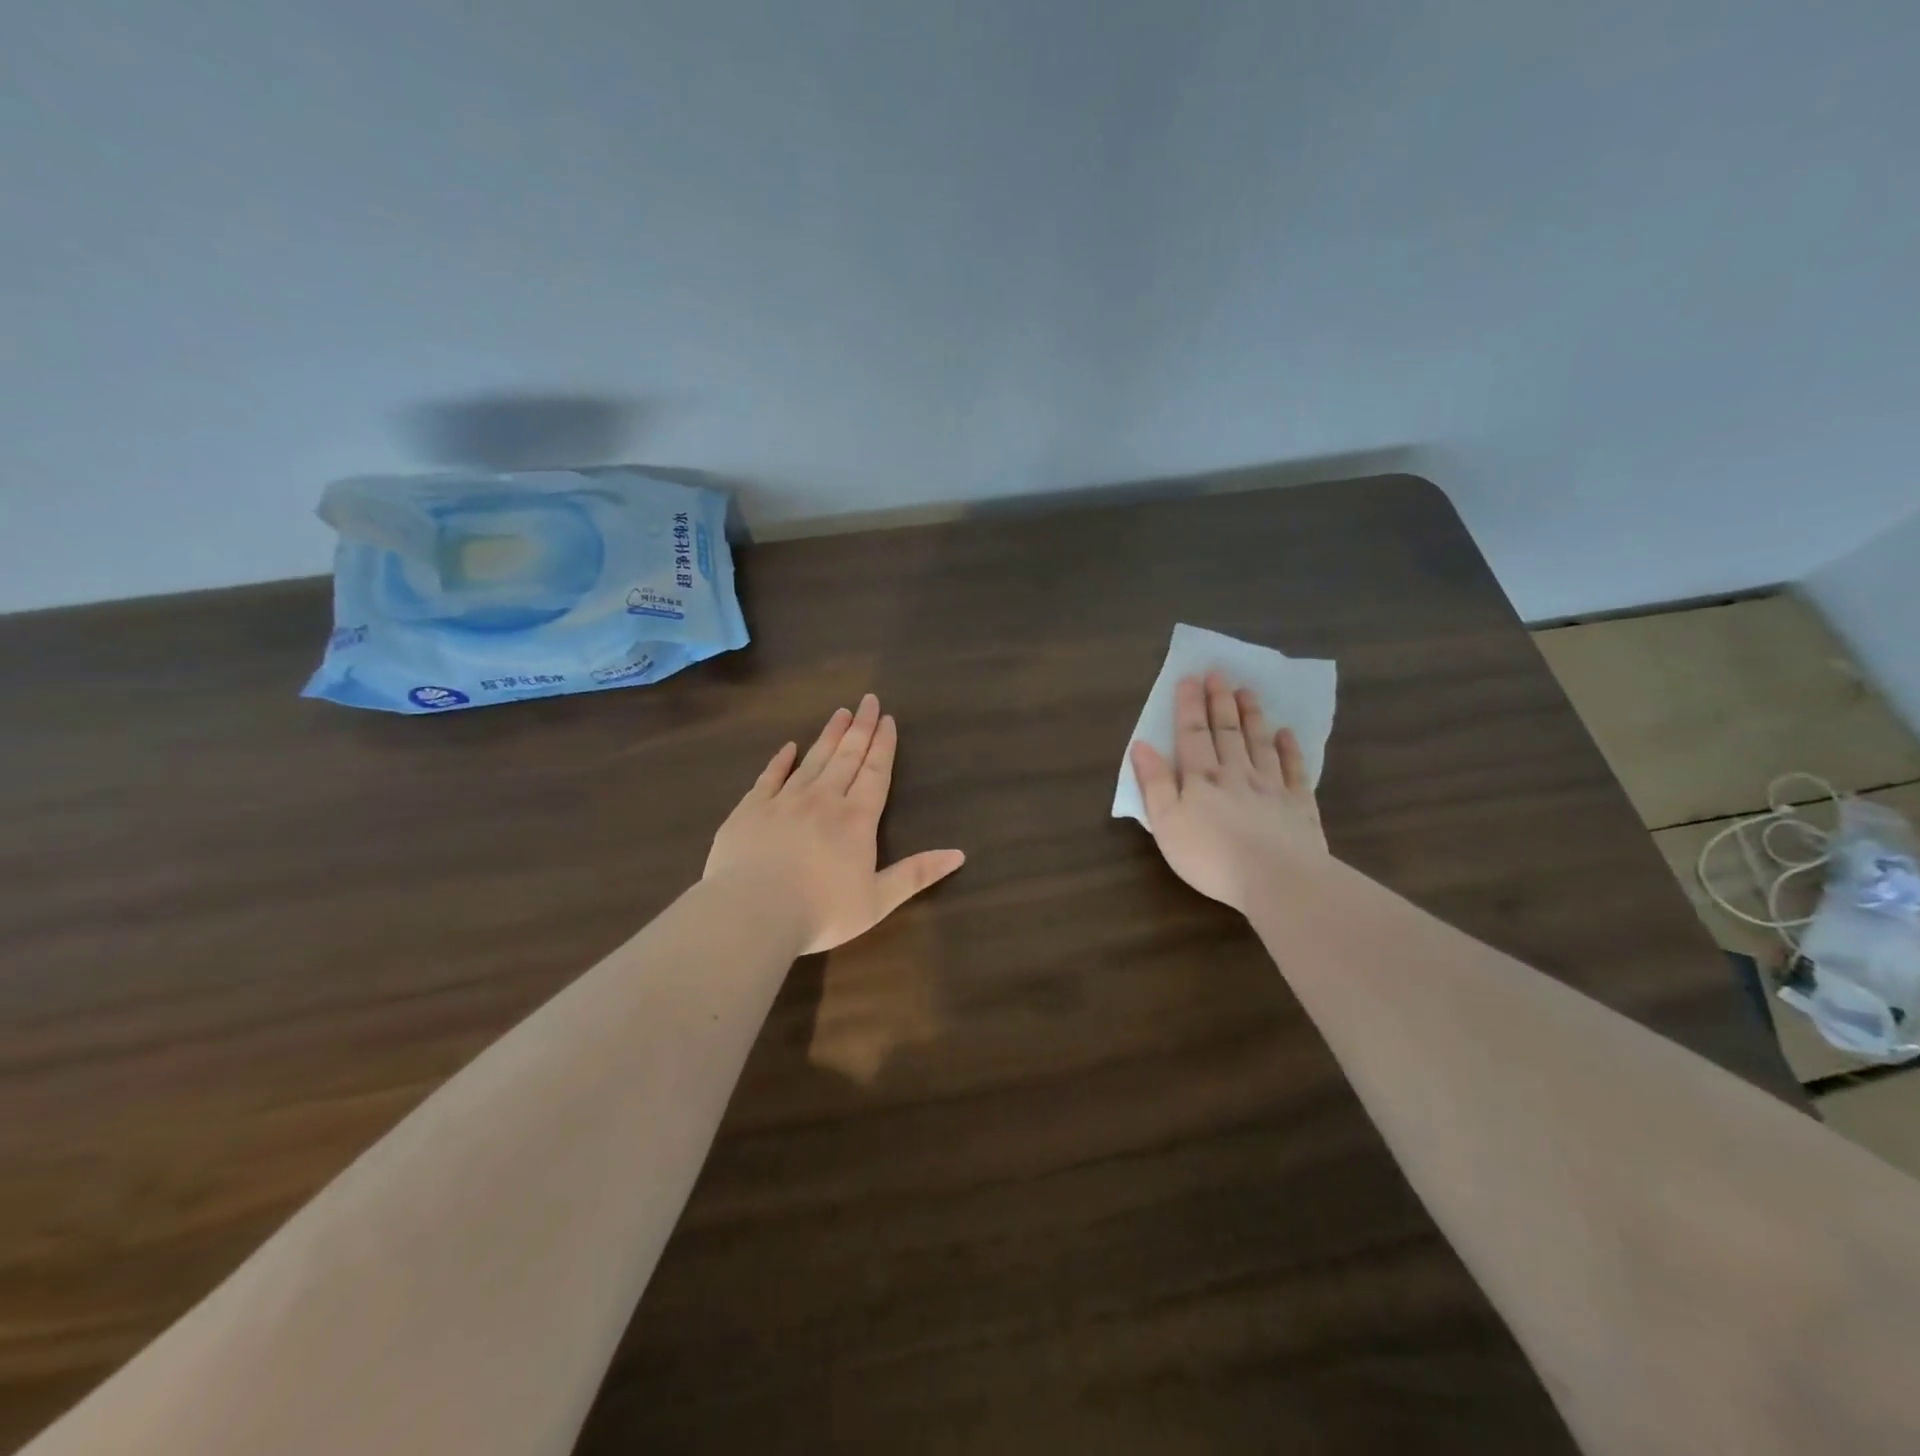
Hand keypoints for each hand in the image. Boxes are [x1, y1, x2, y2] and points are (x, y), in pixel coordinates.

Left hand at [705, 694, 965, 953]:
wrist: (752, 911)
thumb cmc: (821, 911)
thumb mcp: (878, 901)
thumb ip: (916, 874)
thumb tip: (959, 854)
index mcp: (856, 819)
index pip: (875, 773)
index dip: (883, 745)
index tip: (888, 719)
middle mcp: (823, 800)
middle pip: (846, 757)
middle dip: (860, 728)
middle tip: (868, 700)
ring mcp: (784, 801)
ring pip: (812, 760)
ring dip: (828, 736)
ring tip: (840, 713)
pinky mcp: (750, 809)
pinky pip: (769, 776)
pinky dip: (780, 760)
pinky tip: (788, 747)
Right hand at [1129, 671, 1325, 913]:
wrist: (1276, 878)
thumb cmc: (1211, 856)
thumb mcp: (1167, 823)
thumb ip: (1155, 783)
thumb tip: (1141, 745)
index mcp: (1201, 779)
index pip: (1192, 734)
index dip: (1188, 706)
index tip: (1189, 678)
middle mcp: (1236, 774)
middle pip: (1226, 732)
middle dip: (1219, 701)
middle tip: (1219, 673)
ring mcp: (1271, 787)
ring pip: (1259, 743)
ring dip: (1252, 717)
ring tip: (1247, 692)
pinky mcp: (1299, 806)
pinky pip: (1294, 769)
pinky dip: (1290, 749)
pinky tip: (1287, 734)